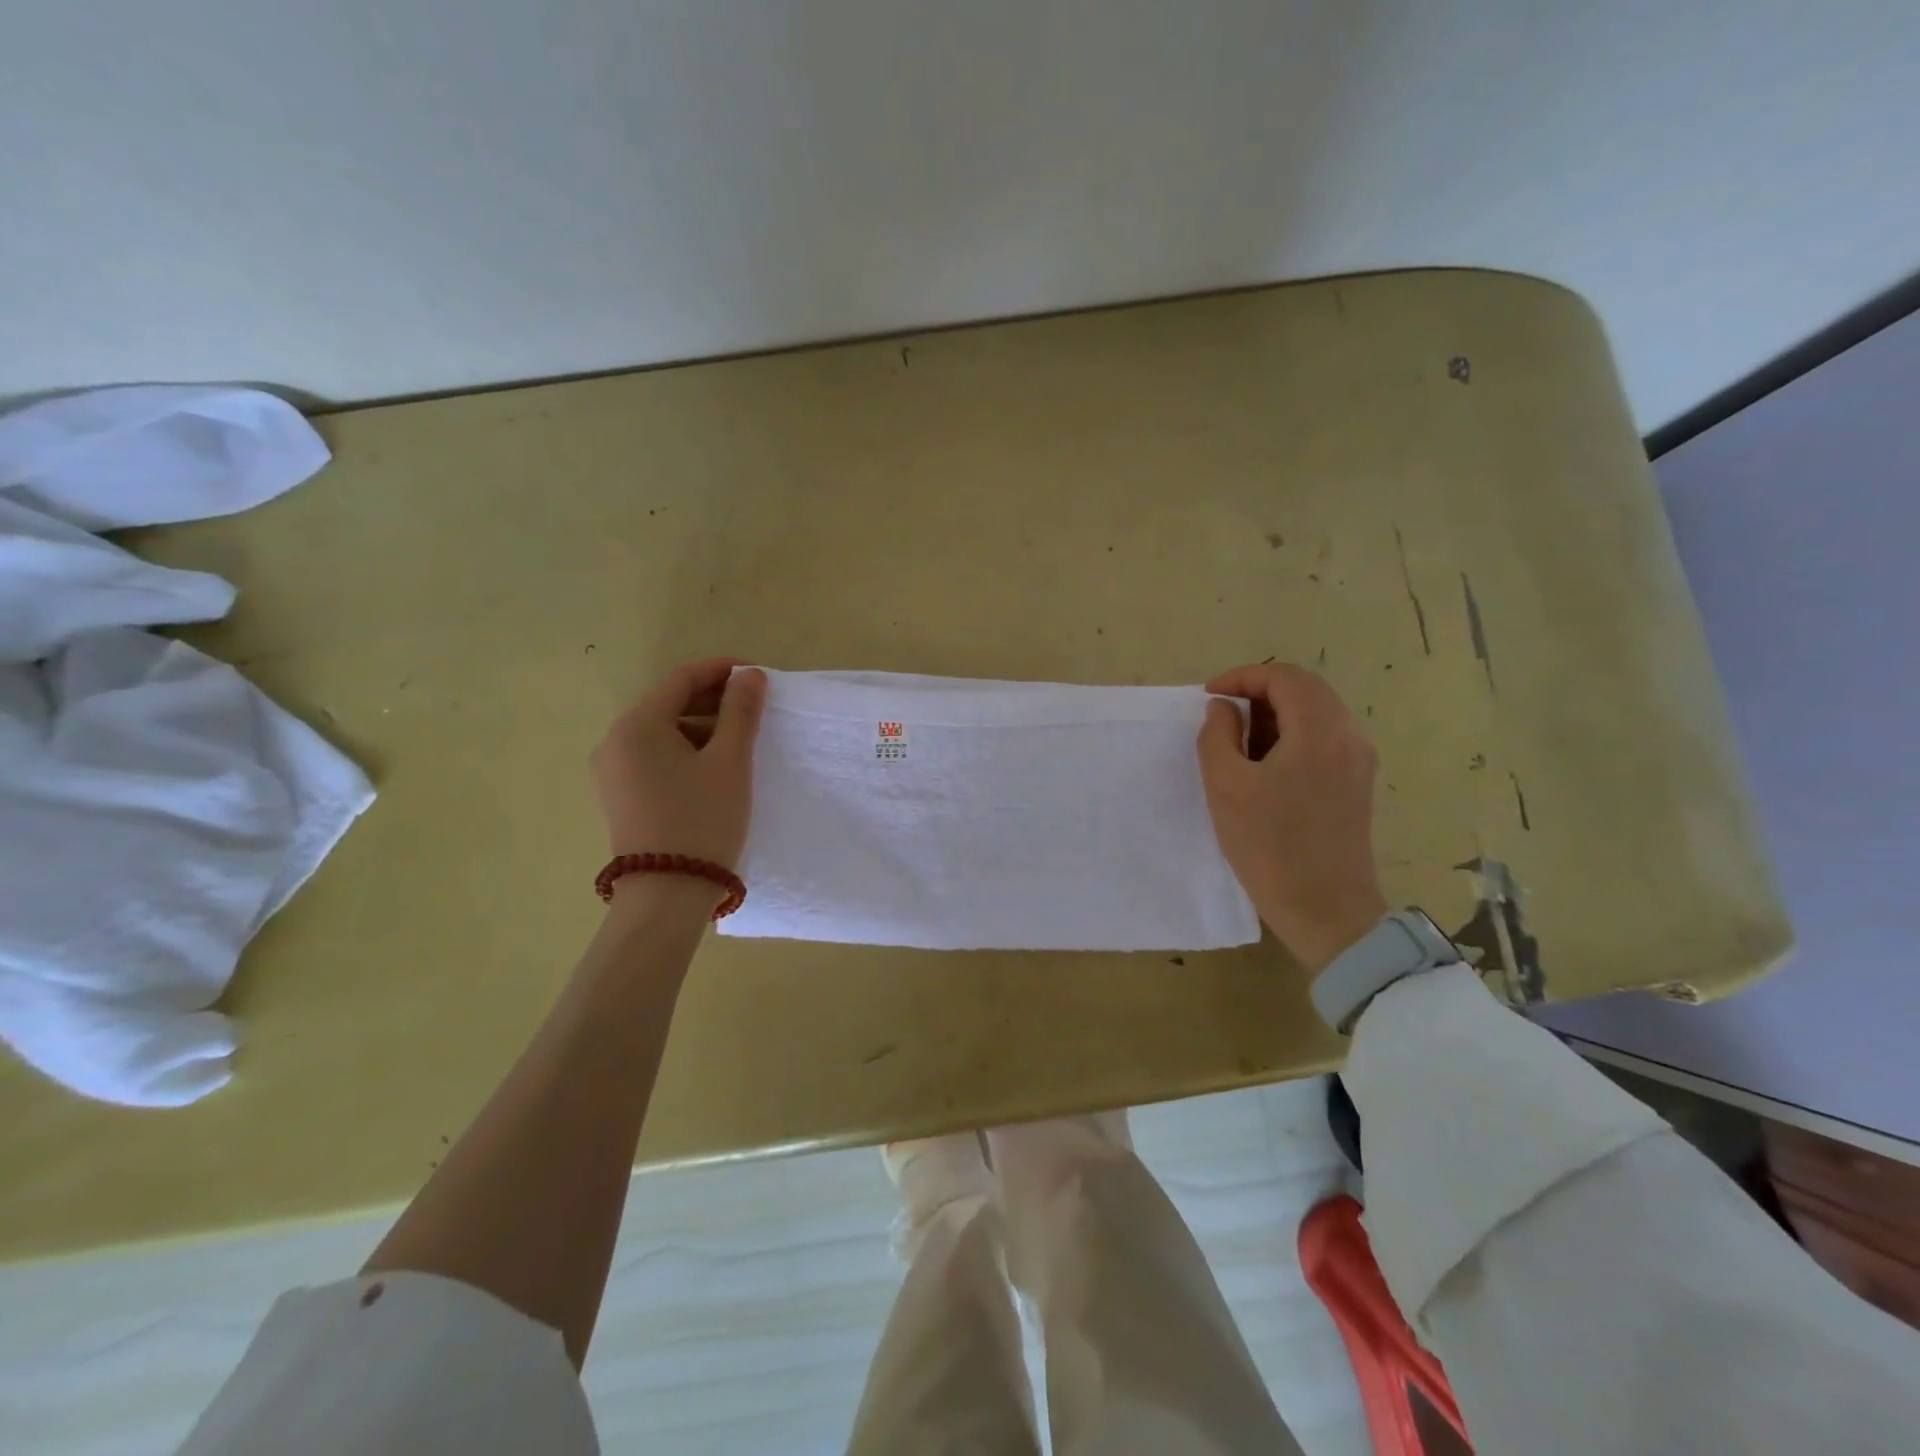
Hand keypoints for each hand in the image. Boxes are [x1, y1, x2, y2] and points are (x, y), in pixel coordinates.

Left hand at [590, 658, 765, 871]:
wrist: (666, 895)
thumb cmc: (702, 819)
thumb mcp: (730, 762)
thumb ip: (741, 712)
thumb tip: (750, 675)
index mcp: (637, 725)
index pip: (681, 678)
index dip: (721, 670)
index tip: (757, 676)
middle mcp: (614, 741)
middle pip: (668, 703)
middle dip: (713, 699)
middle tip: (754, 708)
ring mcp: (611, 771)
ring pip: (662, 732)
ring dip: (701, 727)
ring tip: (739, 740)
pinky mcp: (618, 796)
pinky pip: (653, 757)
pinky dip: (684, 751)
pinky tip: (713, 767)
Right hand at [1196, 662, 1389, 972]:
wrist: (1326, 909)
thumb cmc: (1270, 846)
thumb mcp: (1226, 786)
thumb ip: (1217, 735)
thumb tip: (1224, 709)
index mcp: (1320, 730)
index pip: (1284, 676)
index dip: (1242, 677)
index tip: (1208, 697)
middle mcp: (1349, 736)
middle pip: (1305, 689)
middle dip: (1258, 693)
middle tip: (1221, 715)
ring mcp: (1358, 761)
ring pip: (1316, 714)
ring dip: (1275, 715)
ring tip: (1237, 741)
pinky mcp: (1357, 783)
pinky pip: (1323, 739)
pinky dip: (1291, 736)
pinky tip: (1264, 765)